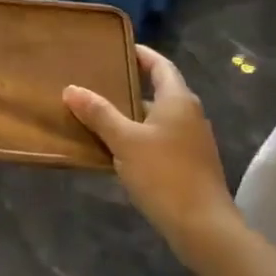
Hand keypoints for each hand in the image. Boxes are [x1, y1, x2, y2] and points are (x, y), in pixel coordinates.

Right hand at [64, 46, 241, 271]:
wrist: (203, 227)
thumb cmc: (164, 174)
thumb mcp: (125, 141)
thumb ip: (99, 114)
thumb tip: (72, 89)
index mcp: (178, 100)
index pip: (160, 65)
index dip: (141, 54)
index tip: (118, 48)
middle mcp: (190, 114)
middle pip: (159, 91)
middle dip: (130, 86)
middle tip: (99, 83)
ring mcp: (193, 141)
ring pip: (159, 118)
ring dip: (133, 115)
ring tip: (101, 115)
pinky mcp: (191, 164)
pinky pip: (162, 139)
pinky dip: (141, 136)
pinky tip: (118, 149)